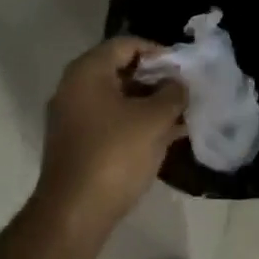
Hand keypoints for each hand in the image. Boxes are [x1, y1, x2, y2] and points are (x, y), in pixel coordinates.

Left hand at [36, 37, 186, 242]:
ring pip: (118, 99)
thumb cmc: (115, 154)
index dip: (158, 52)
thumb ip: (173, 94)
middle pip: (121, 70)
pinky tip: (165, 137)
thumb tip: (179, 84)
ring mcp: (73, 117)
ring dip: (149, 104)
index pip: (126, 45)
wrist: (74, 213)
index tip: (184, 68)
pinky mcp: (77, 144)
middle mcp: (74, 88)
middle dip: (156, 79)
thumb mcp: (154, 119)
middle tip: (185, 91)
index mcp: (88, 71)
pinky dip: (136, 124)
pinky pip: (111, 121)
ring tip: (181, 115)